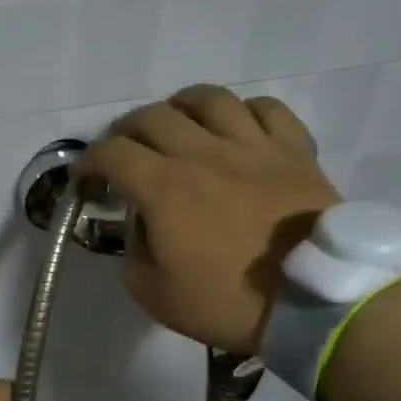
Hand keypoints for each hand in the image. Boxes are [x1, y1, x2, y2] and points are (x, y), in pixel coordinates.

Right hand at [76, 84, 342, 353]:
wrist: (313, 302)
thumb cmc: (228, 302)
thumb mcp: (156, 296)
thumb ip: (133, 258)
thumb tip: (141, 231)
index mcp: (164, 188)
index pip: (112, 154)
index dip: (90, 161)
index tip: (86, 178)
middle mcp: (202, 153)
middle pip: (152, 116)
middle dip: (126, 131)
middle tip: (125, 153)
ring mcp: (251, 146)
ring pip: (208, 98)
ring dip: (181, 106)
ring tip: (178, 124)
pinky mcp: (292, 150)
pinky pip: (266, 108)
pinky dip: (243, 111)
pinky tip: (237, 128)